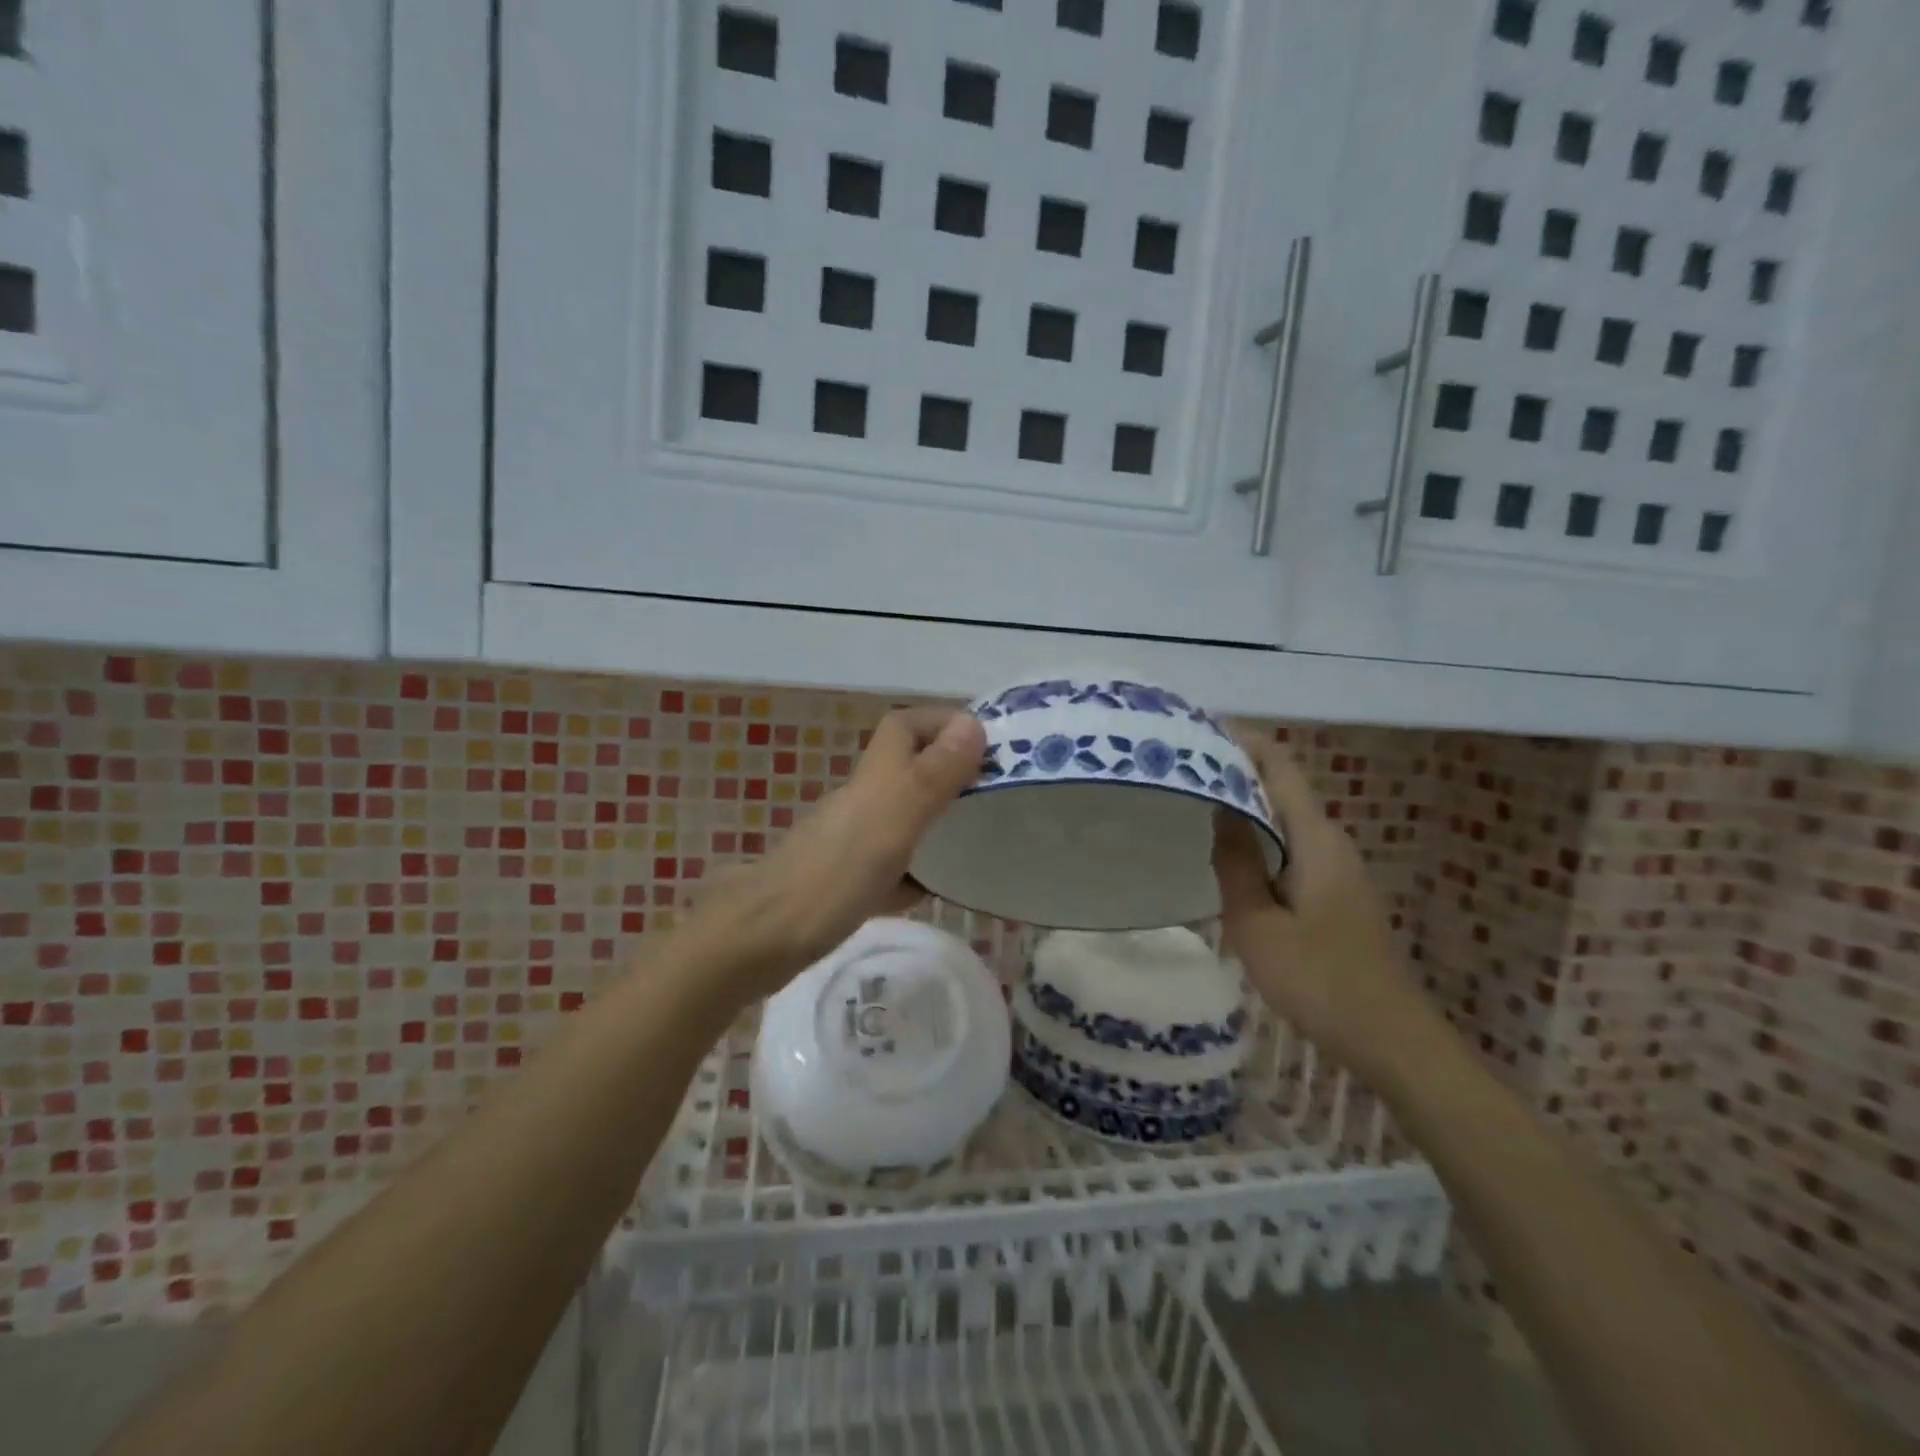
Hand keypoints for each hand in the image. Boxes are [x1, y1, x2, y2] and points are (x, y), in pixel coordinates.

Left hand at [679, 706, 986, 1000]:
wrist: (761, 940)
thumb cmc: (832, 876)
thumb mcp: (892, 821)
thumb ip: (931, 775)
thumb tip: (973, 723)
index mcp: (873, 780)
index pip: (904, 727)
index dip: (941, 722)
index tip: (987, 743)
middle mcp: (860, 803)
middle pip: (906, 770)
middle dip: (949, 772)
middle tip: (995, 793)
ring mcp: (849, 843)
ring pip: (900, 818)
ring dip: (936, 820)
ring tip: (979, 836)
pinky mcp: (843, 882)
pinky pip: (888, 867)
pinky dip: (914, 871)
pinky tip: (936, 890)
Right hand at [1212, 737, 1433, 1083]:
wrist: (1388, 1037)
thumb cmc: (1318, 979)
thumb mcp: (1257, 924)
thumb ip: (1236, 863)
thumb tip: (1219, 808)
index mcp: (1315, 838)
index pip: (1280, 767)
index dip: (1244, 742)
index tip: (1199, 731)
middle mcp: (1331, 841)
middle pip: (1282, 788)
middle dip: (1236, 771)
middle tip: (1183, 772)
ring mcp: (1338, 868)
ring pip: (1286, 819)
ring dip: (1245, 806)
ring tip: (1195, 805)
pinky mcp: (1336, 892)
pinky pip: (1291, 846)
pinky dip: (1259, 837)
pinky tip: (1230, 856)